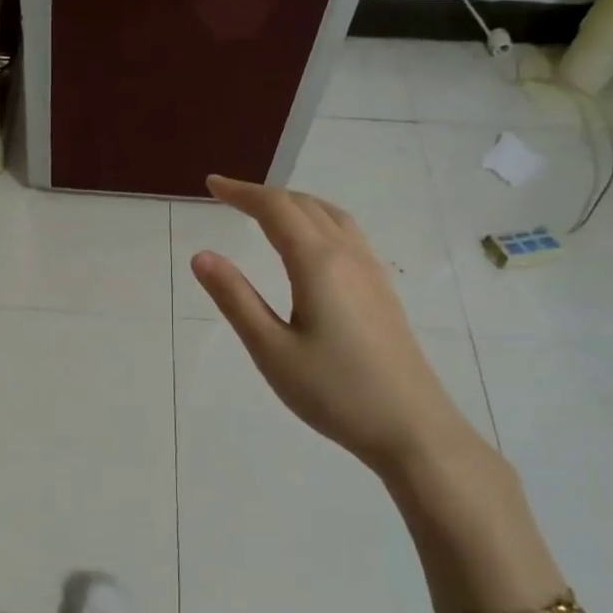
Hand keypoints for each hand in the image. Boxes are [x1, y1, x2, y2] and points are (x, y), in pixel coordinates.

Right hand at [189, 175, 484, 478]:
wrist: (412, 427)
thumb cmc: (333, 392)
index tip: (211, 185)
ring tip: (265, 211)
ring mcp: (371, 271)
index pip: (275, 209)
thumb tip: (201, 254)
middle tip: (227, 196)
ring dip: (294, 203)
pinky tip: (310, 243)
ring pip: (331, 215)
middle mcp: (348, 255)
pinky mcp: (382, 289)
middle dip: (263, 195)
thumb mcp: (271, 349)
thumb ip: (235, 298)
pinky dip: (317, 219)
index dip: (241, 192)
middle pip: (304, 205)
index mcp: (318, 263)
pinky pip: (347, 233)